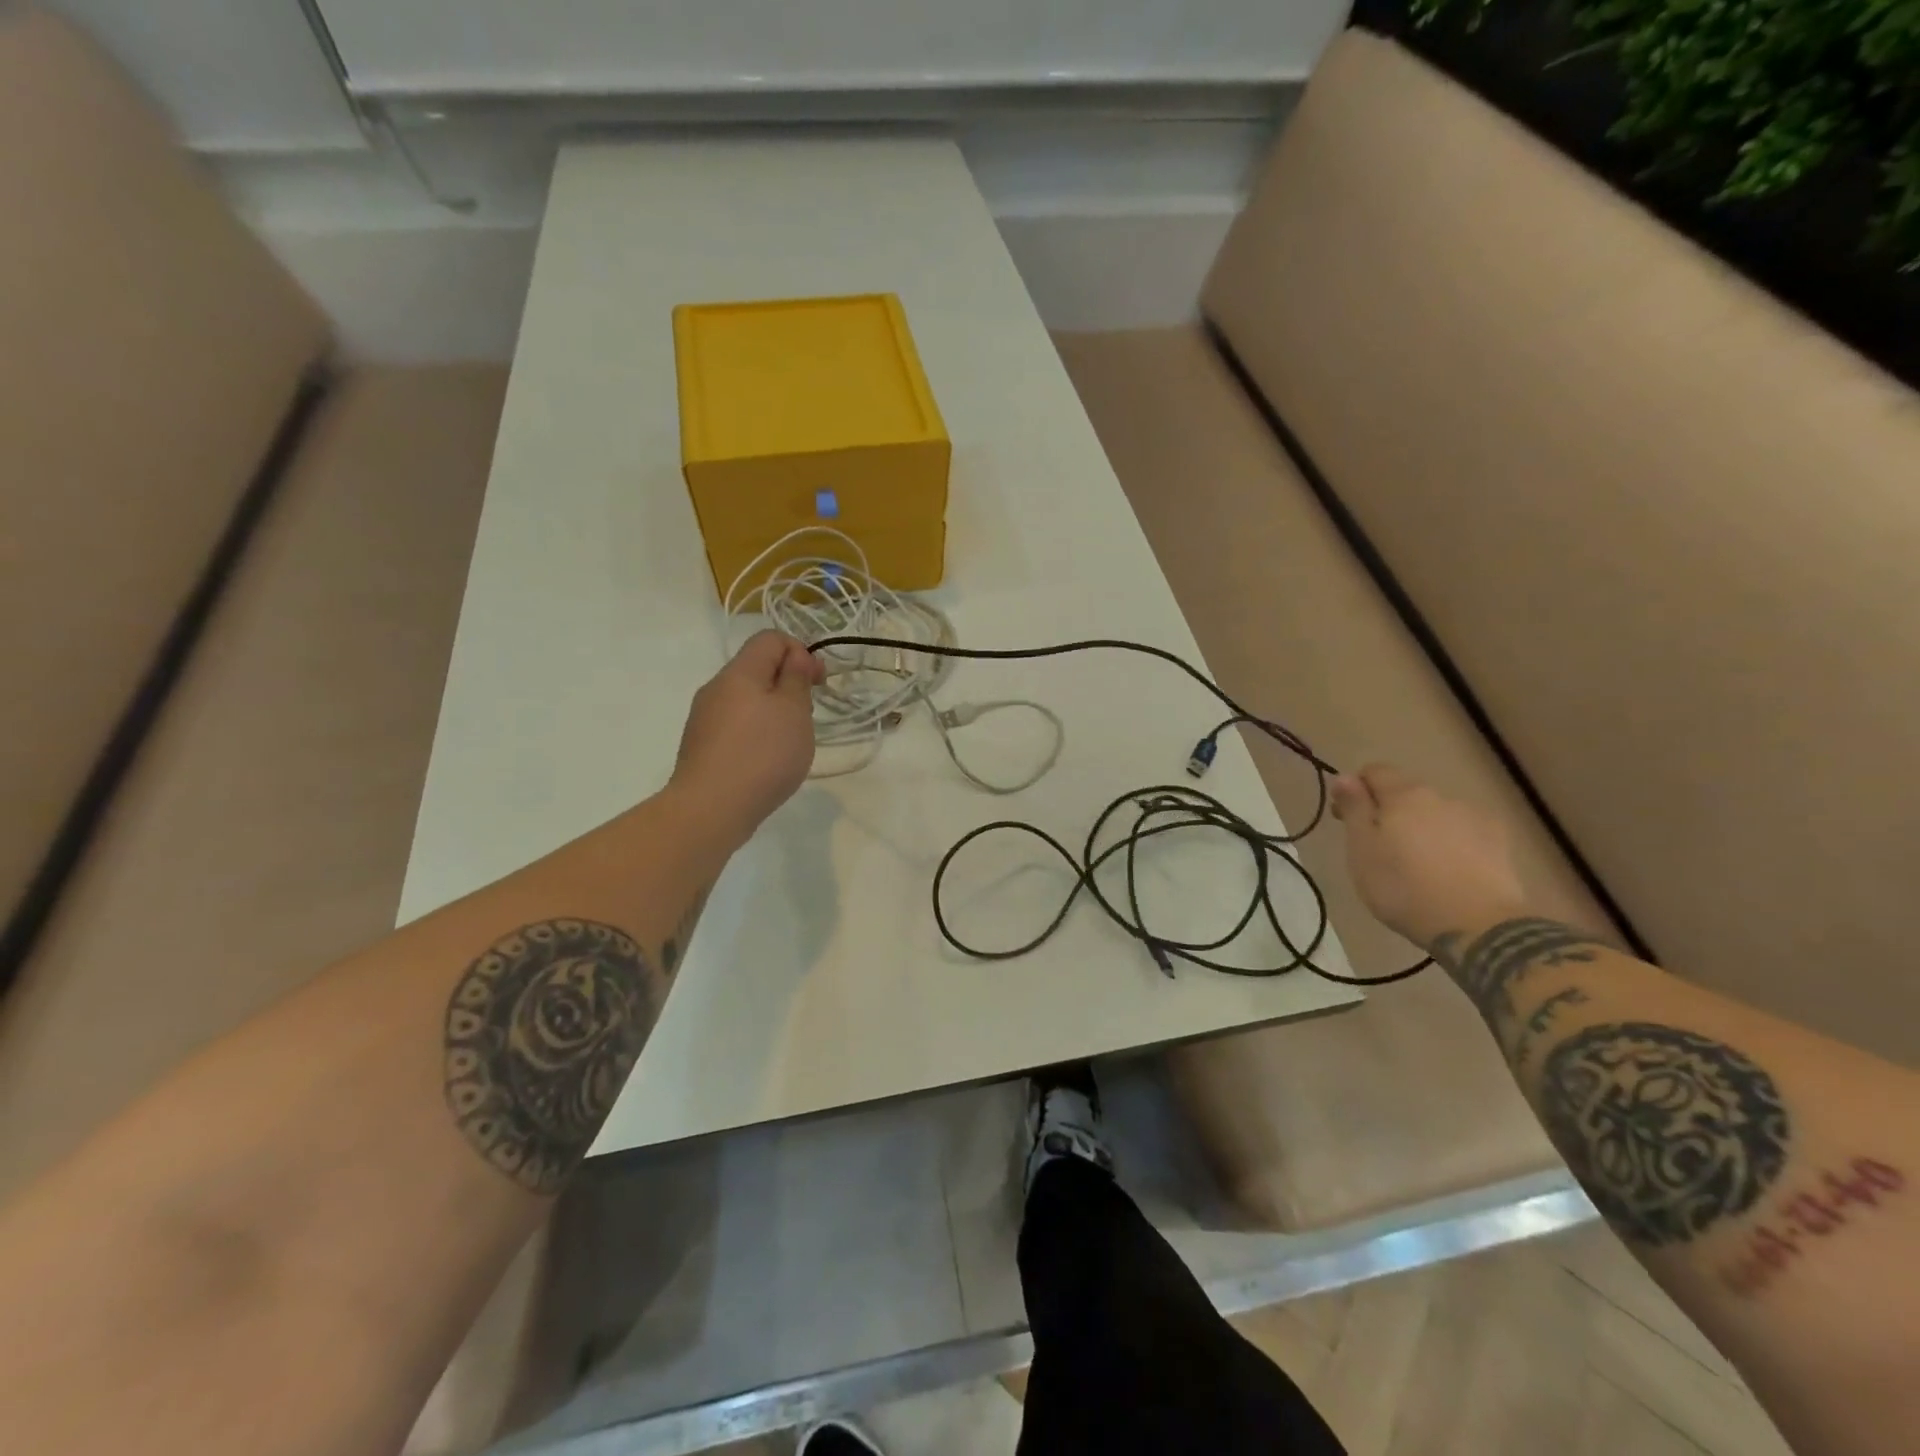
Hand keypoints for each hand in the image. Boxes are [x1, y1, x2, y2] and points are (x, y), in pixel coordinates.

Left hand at [672, 631, 823, 840]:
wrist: (710, 809)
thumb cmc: (762, 755)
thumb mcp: (793, 711)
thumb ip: (796, 678)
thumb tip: (794, 656)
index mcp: (739, 673)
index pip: (770, 639)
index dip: (800, 652)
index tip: (818, 683)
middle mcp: (716, 688)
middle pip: (756, 669)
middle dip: (788, 684)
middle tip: (808, 714)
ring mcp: (704, 718)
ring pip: (746, 699)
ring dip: (773, 711)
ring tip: (789, 742)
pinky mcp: (702, 746)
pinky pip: (735, 726)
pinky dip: (756, 733)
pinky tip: (766, 762)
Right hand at [1330, 764, 1527, 947]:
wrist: (1477, 926)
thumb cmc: (1404, 887)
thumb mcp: (1362, 849)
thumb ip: (1354, 808)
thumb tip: (1345, 777)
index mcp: (1403, 795)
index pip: (1374, 771)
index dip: (1355, 789)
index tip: (1345, 819)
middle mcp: (1441, 797)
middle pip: (1406, 793)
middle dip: (1389, 812)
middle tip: (1379, 850)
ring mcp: (1474, 818)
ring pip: (1436, 814)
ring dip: (1421, 828)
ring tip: (1418, 866)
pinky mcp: (1500, 843)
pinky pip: (1464, 833)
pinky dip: (1451, 843)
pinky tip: (1449, 871)